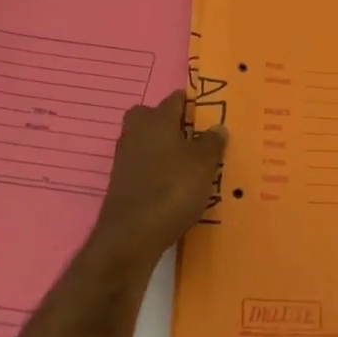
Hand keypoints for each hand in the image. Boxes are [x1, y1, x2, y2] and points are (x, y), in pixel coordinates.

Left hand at [91, 91, 227, 263]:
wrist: (130, 237)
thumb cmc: (172, 188)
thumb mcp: (203, 164)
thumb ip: (211, 142)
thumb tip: (217, 127)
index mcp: (157, 119)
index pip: (174, 100)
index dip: (190, 104)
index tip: (207, 114)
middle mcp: (137, 132)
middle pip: (152, 118)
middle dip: (169, 124)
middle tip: (193, 138)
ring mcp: (125, 159)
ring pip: (146, 143)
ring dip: (163, 151)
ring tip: (188, 166)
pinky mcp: (120, 185)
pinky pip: (142, 168)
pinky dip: (155, 173)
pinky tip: (172, 188)